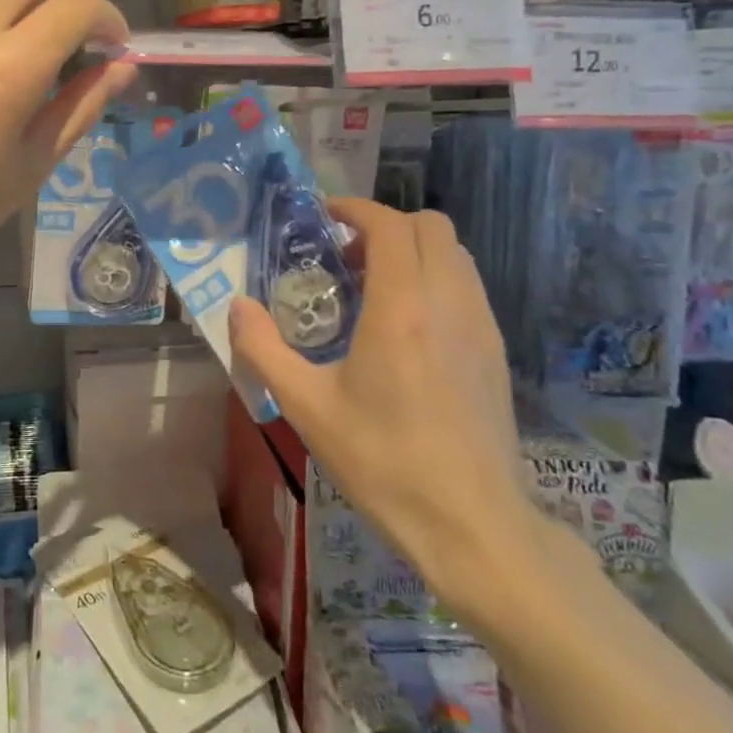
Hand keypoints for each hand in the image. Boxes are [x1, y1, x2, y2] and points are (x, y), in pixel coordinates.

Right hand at [230, 199, 540, 628]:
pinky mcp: (495, 351)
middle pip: (431, 226)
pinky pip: (466, 286)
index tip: (324, 219)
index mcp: (402, 308)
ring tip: (372, 288)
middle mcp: (449, 302)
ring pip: (455, 254)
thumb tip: (237, 306)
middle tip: (345, 256)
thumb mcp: (306, 406)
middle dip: (385, 225)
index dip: (356, 210)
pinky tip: (404, 326)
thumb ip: (263, 349)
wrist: (471, 522)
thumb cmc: (382, 460)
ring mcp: (481, 325)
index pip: (390, 226)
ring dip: (412, 251)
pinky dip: (434, 279)